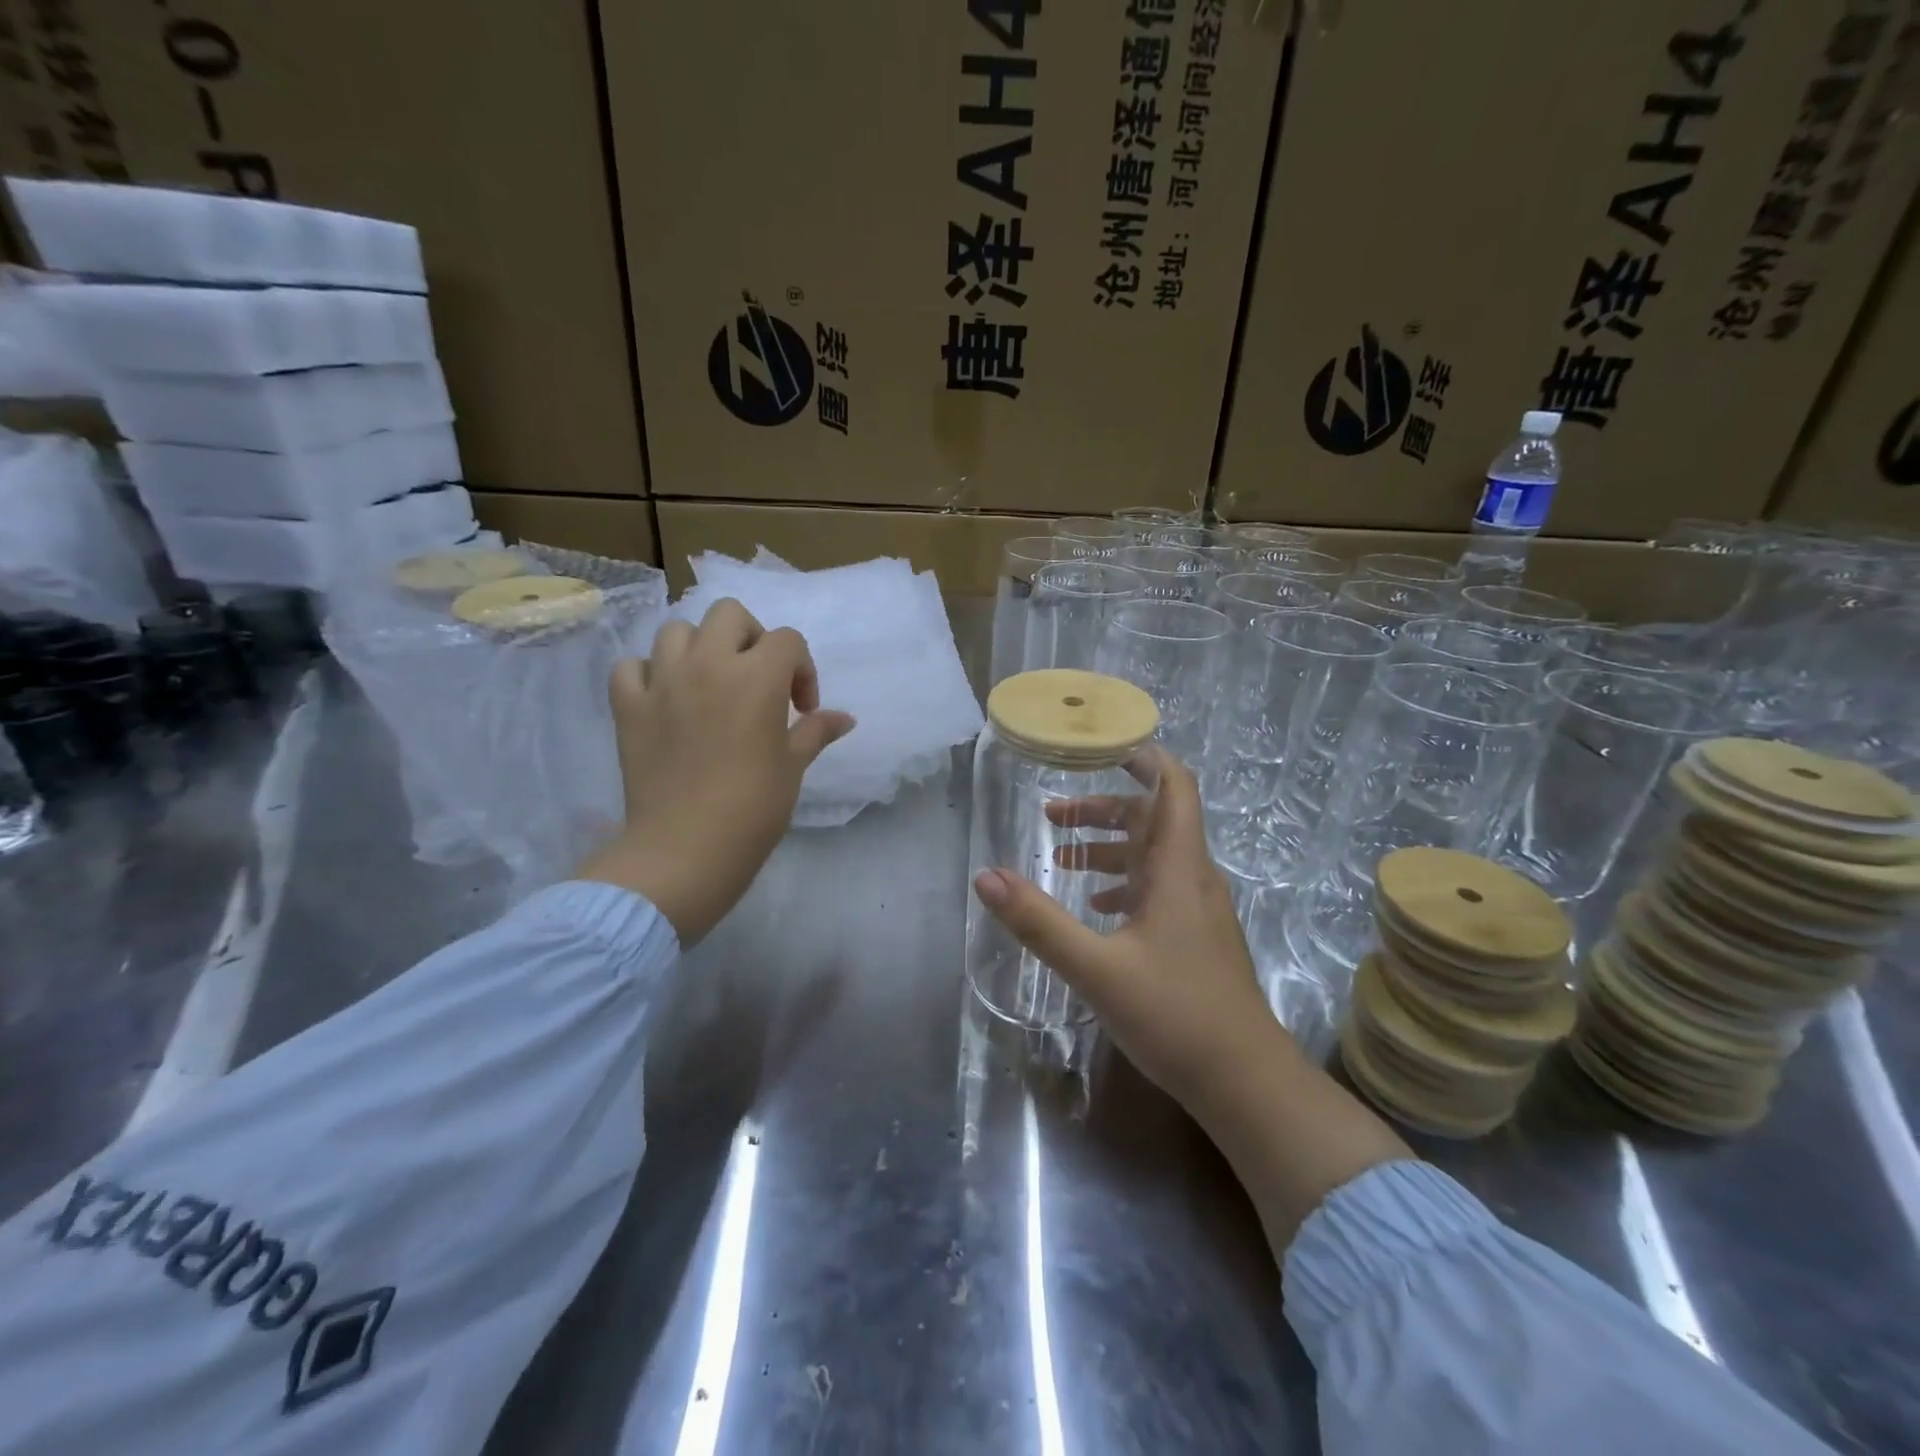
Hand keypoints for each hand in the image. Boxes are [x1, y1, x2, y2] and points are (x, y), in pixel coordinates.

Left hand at [578, 598, 854, 945]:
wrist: (685, 850)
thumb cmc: (753, 808)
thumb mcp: (793, 766)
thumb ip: (816, 731)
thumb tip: (846, 718)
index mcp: (757, 677)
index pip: (787, 641)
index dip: (802, 669)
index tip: (802, 709)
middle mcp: (708, 664)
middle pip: (729, 615)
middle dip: (751, 638)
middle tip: (757, 679)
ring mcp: (662, 682)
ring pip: (676, 630)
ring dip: (699, 648)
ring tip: (709, 683)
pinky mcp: (628, 706)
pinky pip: (632, 667)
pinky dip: (648, 674)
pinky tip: (664, 698)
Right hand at [971, 748, 1279, 1117]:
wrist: (1246, 1083)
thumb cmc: (1176, 1015)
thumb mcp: (1096, 967)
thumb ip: (1039, 922)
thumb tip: (985, 875)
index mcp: (1177, 867)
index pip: (1173, 786)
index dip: (1143, 756)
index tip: (1100, 746)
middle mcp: (1192, 877)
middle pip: (1152, 818)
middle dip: (1103, 808)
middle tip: (1052, 816)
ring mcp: (1198, 909)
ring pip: (1152, 856)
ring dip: (1109, 848)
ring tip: (1061, 859)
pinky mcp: (1196, 938)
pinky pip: (1157, 890)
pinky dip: (1123, 884)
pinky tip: (1096, 909)